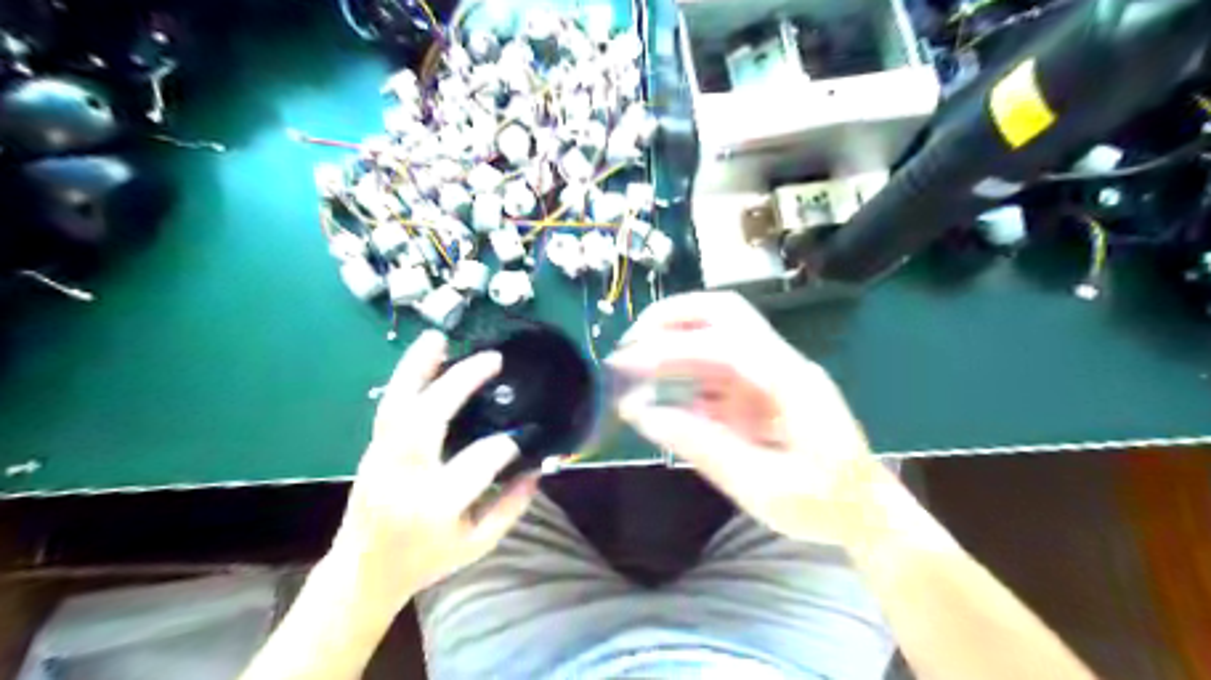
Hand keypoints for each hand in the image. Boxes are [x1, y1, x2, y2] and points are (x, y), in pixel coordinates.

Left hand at [330, 329, 541, 610]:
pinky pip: (390, 406)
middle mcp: (404, 477)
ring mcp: (381, 459)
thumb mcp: (478, 544)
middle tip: (493, 360)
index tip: (523, 438)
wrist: (364, 571)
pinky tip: (423, 355)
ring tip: (440, 337)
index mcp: (435, 507)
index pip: (477, 463)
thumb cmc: (426, 560)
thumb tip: (537, 465)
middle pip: (428, 419)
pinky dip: (406, 376)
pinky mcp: (372, 449)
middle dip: (460, 383)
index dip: (506, 445)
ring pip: (398, 404)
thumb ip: (512, 506)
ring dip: (419, 367)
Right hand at [616, 293, 887, 547]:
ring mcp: (773, 370)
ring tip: (633, 367)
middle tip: (629, 347)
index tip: (625, 364)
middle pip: (724, 312)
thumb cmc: (822, 504)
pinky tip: (661, 391)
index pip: (724, 344)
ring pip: (718, 331)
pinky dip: (684, 370)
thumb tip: (643, 413)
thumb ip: (701, 445)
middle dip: (670, 318)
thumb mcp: (760, 487)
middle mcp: (782, 362)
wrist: (866, 511)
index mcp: (790, 382)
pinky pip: (717, 364)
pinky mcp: (762, 385)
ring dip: (672, 339)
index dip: (670, 348)